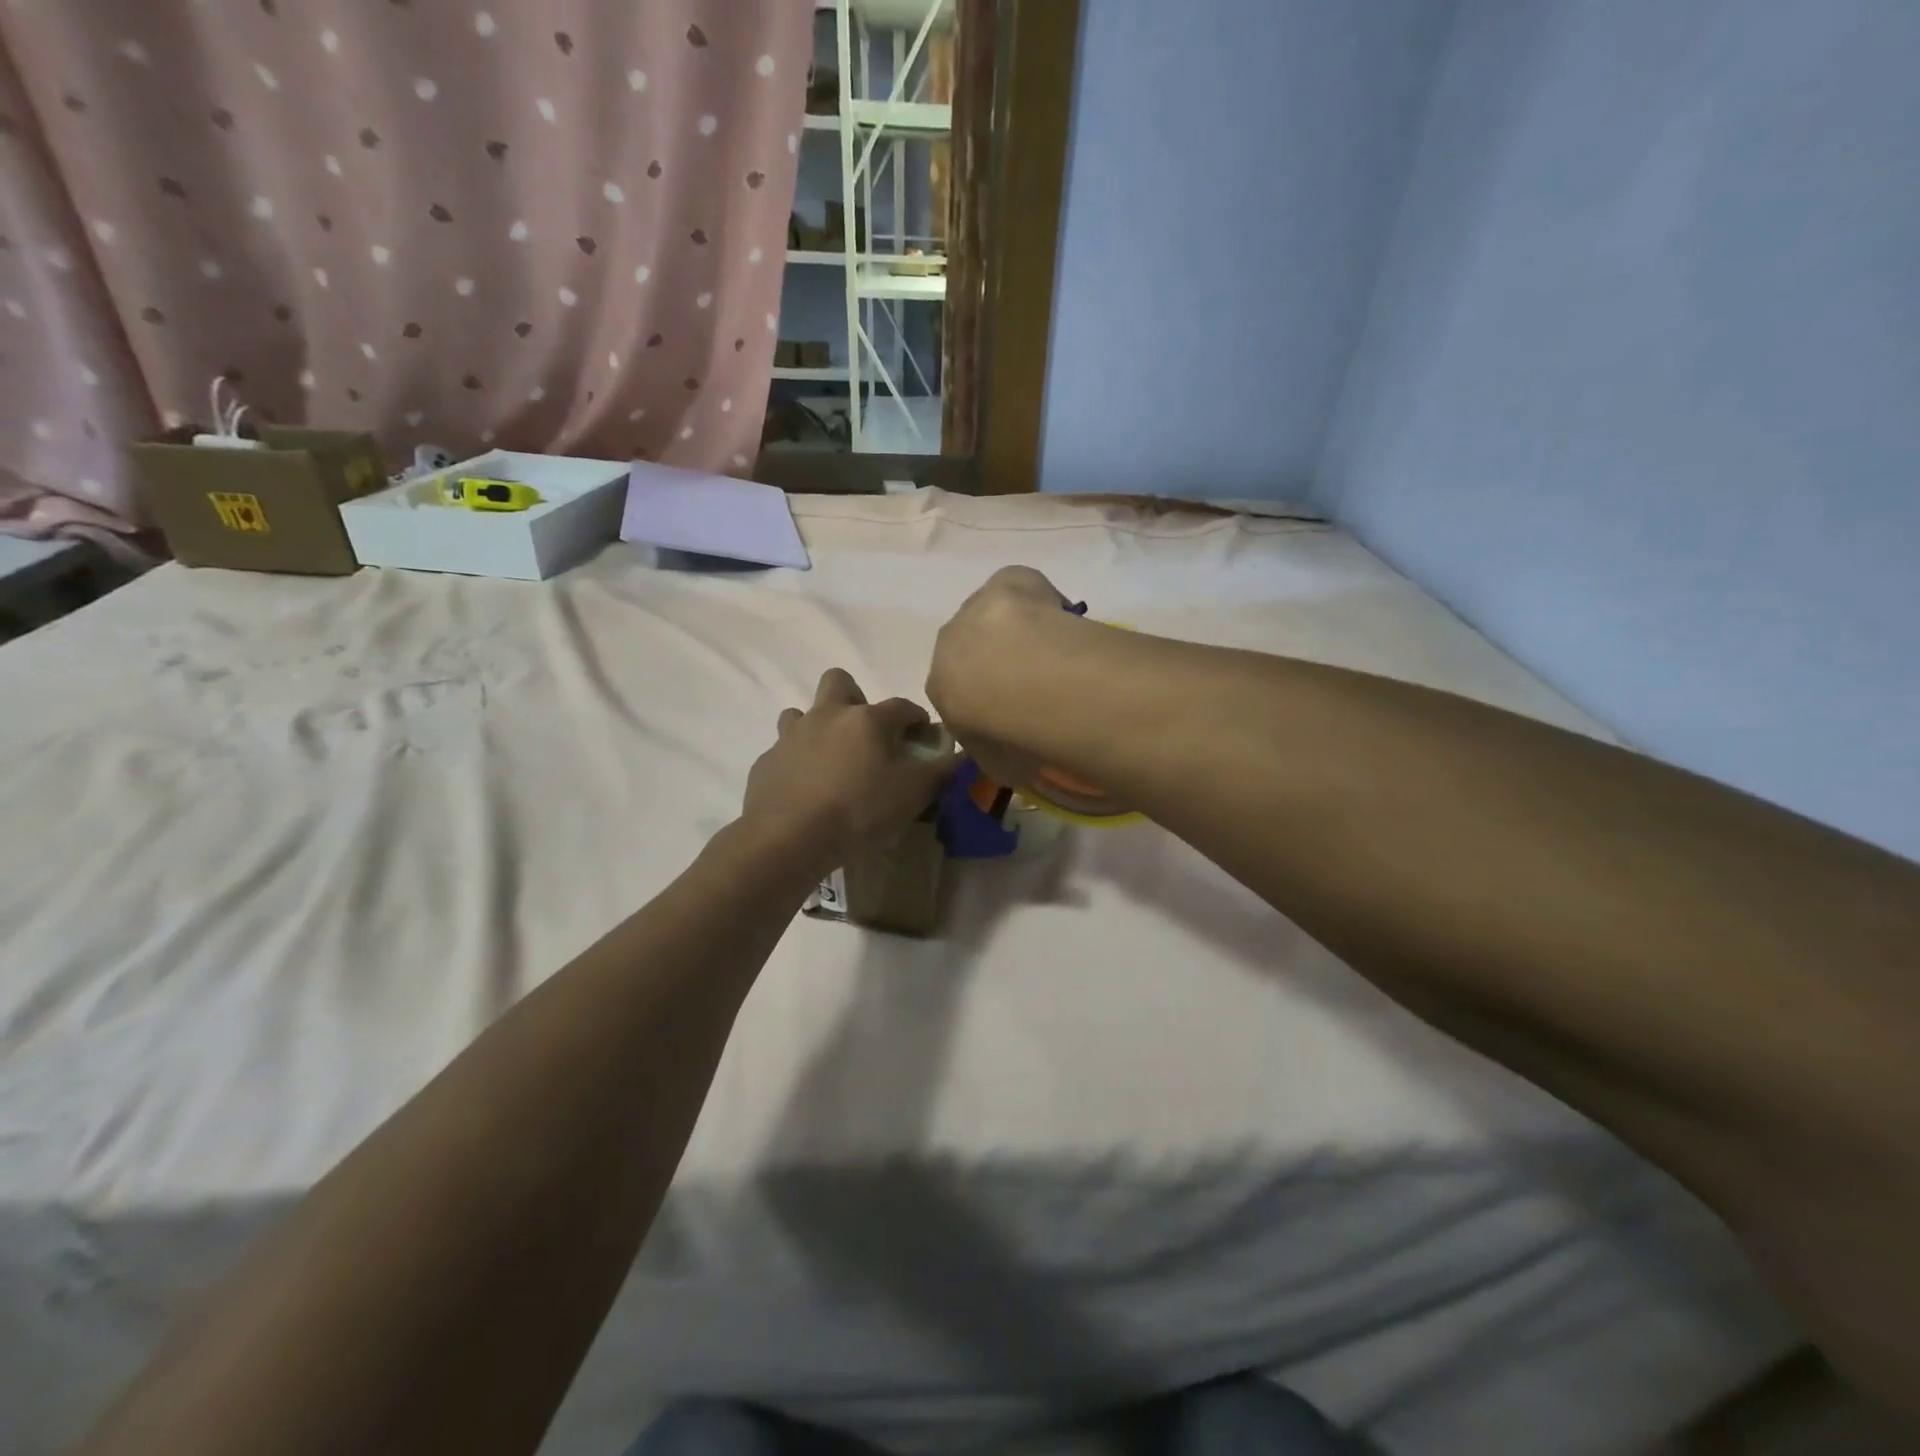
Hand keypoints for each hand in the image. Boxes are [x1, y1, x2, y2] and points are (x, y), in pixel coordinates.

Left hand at [741, 668, 954, 870]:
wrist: (789, 837)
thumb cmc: (859, 810)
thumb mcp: (913, 794)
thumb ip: (940, 771)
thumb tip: (959, 755)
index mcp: (867, 719)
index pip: (902, 706)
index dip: (917, 718)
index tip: (923, 736)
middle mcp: (827, 715)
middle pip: (839, 682)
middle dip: (855, 698)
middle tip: (866, 735)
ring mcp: (791, 736)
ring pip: (802, 713)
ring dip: (818, 727)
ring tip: (830, 760)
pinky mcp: (766, 762)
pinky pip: (783, 751)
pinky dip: (796, 762)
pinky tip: (805, 789)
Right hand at [927, 566, 1073, 789]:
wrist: (1020, 680)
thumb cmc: (1004, 731)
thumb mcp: (997, 763)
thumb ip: (997, 751)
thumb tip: (1010, 751)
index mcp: (940, 687)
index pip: (958, 691)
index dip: (988, 699)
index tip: (1015, 709)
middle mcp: (949, 642)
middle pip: (973, 646)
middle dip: (999, 659)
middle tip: (1037, 680)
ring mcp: (977, 607)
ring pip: (995, 615)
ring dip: (1019, 629)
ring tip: (1055, 651)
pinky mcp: (1006, 581)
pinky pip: (1022, 588)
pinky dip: (1041, 599)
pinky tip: (1063, 620)